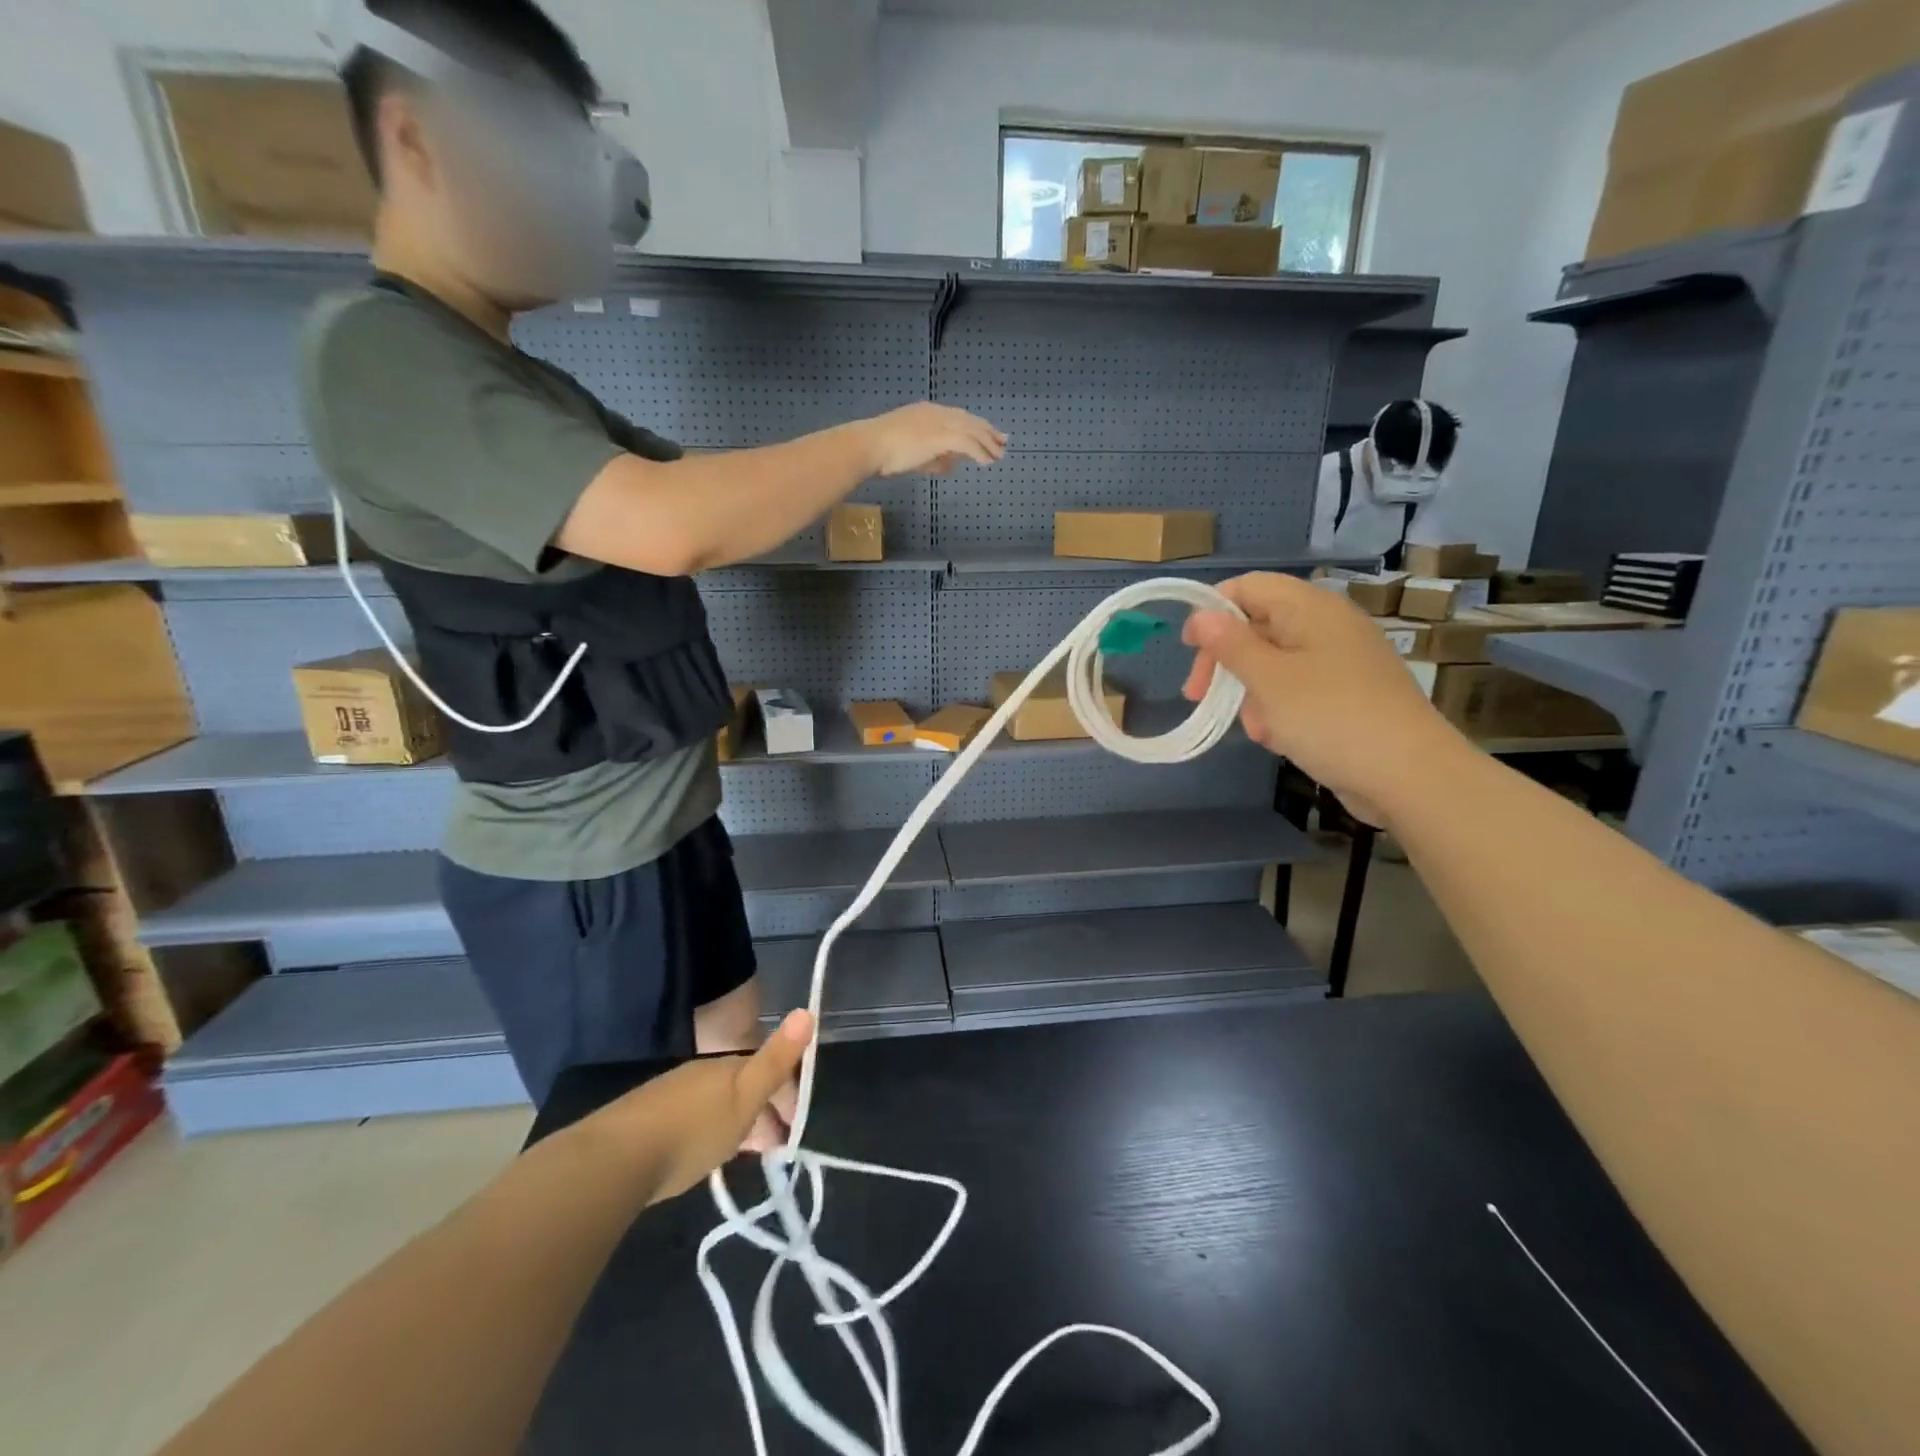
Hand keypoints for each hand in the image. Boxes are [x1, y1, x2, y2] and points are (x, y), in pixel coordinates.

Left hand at [593, 1010, 813, 1204]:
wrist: (614, 1160)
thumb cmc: (692, 1130)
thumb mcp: (744, 1098)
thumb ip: (776, 1059)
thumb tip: (807, 1010)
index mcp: (727, 1066)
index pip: (767, 1072)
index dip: (787, 1098)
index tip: (794, 1131)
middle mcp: (699, 1072)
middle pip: (740, 1087)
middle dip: (761, 1112)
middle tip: (772, 1149)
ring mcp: (669, 1093)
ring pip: (715, 1103)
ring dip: (734, 1124)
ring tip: (742, 1155)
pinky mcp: (644, 1119)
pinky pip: (689, 1118)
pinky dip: (706, 1132)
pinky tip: (700, 1155)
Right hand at [860, 403, 1006, 476]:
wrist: (870, 446)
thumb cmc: (883, 452)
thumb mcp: (912, 455)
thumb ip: (933, 458)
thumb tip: (949, 466)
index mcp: (928, 412)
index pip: (958, 417)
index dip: (975, 425)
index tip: (988, 434)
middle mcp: (936, 413)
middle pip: (969, 420)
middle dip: (987, 431)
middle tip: (1003, 441)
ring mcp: (938, 423)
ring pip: (971, 430)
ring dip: (987, 443)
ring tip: (999, 455)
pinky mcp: (939, 436)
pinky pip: (966, 443)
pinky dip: (979, 452)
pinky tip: (986, 462)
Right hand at [1181, 573, 1466, 826]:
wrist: (1410, 775)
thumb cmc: (1330, 717)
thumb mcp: (1268, 679)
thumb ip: (1230, 644)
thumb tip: (1201, 614)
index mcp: (1311, 609)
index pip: (1250, 587)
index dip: (1213, 610)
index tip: (1188, 649)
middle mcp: (1328, 626)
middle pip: (1259, 625)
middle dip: (1226, 660)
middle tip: (1198, 695)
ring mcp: (1342, 661)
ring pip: (1276, 662)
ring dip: (1250, 691)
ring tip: (1252, 728)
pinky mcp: (1349, 694)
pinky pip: (1299, 688)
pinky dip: (1278, 708)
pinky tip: (1276, 738)